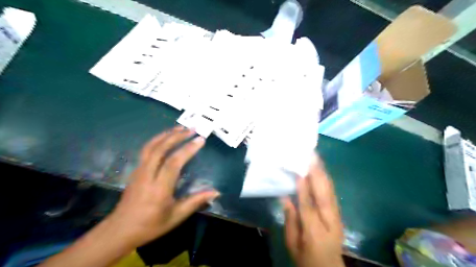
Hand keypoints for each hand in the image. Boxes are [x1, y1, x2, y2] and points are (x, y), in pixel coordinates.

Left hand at [105, 126, 218, 248]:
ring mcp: (139, 171)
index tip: (200, 139)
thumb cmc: (151, 225)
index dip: (188, 149)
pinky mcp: (135, 171)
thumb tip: (216, 192)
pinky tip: (166, 138)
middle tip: (192, 129)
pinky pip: (146, 150)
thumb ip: (196, 201)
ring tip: (180, 127)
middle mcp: (147, 176)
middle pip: (160, 149)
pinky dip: (157, 140)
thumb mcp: (176, 216)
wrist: (120, 230)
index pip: (174, 163)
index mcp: (159, 188)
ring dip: (166, 135)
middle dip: (177, 136)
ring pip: (151, 147)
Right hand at [282, 155, 345, 265]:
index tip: (299, 172)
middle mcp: (329, 222)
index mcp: (315, 233)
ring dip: (323, 174)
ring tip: (316, 159)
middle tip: (311, 157)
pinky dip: (327, 181)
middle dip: (318, 175)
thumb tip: (285, 198)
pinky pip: (332, 194)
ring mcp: (337, 218)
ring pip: (330, 192)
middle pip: (324, 196)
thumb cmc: (306, 257)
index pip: (308, 207)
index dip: (304, 189)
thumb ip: (290, 221)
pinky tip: (321, 171)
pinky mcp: (339, 215)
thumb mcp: (292, 244)